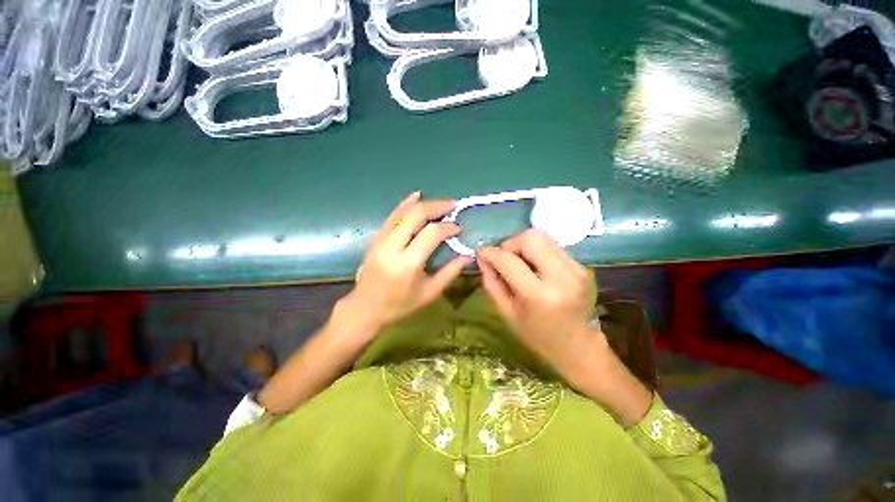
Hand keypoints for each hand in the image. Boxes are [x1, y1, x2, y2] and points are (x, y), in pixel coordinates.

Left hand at [337, 192, 470, 342]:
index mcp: (407, 264)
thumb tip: (468, 256)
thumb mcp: (429, 293)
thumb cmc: (400, 305)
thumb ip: (450, 273)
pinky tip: (415, 196)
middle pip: (415, 215)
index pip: (430, 234)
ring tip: (440, 203)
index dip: (447, 227)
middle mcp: (391, 247)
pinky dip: (405, 204)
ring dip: (423, 203)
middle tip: (452, 206)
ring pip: (402, 212)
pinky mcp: (375, 238)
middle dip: (436, 206)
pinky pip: (391, 216)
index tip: (458, 228)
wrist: (365, 308)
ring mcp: (380, 240)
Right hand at [477, 229, 599, 377]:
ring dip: (524, 246)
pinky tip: (535, 267)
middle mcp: (561, 277)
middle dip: (511, 243)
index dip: (491, 253)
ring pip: (543, 237)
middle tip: (505, 258)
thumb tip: (483, 257)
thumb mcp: (506, 313)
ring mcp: (577, 270)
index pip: (509, 260)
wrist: (578, 347)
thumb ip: (491, 282)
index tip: (481, 253)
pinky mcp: (583, 267)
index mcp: (538, 296)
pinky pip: (553, 246)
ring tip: (519, 262)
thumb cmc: (536, 335)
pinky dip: (538, 252)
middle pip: (531, 238)